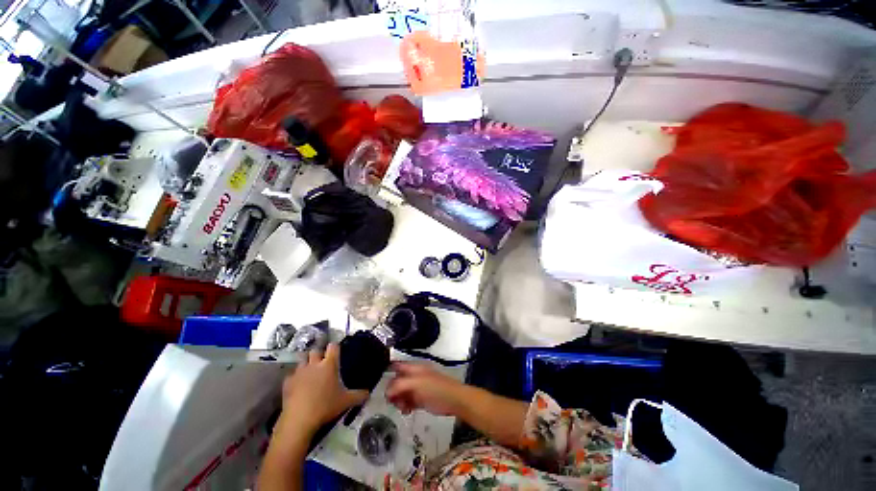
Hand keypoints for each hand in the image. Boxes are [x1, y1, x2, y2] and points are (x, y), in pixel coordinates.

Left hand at [278, 344, 368, 435]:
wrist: (300, 420)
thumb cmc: (326, 406)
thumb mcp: (346, 401)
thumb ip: (359, 395)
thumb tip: (369, 394)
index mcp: (329, 364)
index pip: (333, 346)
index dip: (335, 347)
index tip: (337, 351)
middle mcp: (314, 364)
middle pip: (315, 350)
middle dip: (319, 354)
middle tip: (323, 363)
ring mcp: (299, 372)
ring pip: (302, 361)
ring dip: (306, 364)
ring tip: (310, 373)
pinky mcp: (288, 382)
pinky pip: (292, 376)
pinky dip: (295, 378)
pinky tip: (298, 386)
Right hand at [386, 362, 465, 415]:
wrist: (454, 400)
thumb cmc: (435, 388)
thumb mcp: (416, 383)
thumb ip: (400, 385)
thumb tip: (387, 391)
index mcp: (414, 368)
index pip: (397, 366)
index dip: (388, 371)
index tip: (379, 382)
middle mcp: (414, 376)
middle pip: (397, 381)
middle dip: (392, 390)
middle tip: (393, 401)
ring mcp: (417, 388)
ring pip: (401, 393)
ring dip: (398, 400)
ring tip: (402, 407)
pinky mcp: (420, 400)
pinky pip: (407, 401)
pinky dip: (405, 406)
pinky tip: (407, 411)